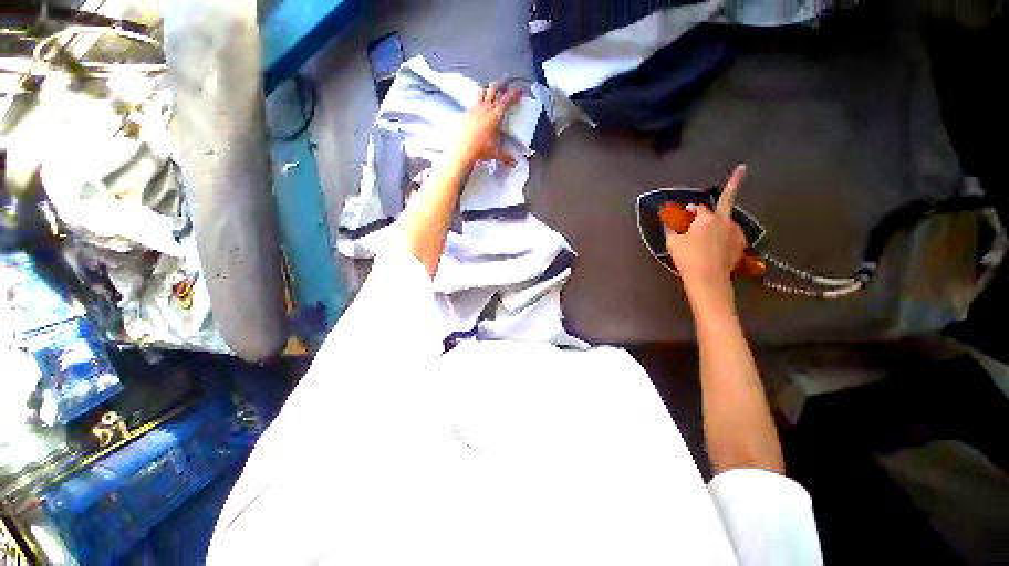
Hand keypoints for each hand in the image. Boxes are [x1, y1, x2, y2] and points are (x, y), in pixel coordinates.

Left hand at [454, 83, 519, 166]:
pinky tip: (477, 110)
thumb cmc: (481, 150)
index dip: (514, 94)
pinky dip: (477, 104)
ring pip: (481, 92)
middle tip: (506, 82)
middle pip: (493, 89)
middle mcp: (485, 109)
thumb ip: (506, 157)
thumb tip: (513, 163)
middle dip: (501, 84)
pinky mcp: (465, 114)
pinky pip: (472, 104)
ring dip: (487, 89)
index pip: (507, 100)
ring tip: (490, 90)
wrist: (462, 150)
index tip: (519, 91)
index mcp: (495, 115)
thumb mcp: (495, 153)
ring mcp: (474, 109)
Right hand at [666, 165, 747, 302]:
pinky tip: (720, 244)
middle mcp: (724, 221)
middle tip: (735, 185)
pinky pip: (733, 235)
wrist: (708, 276)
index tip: (688, 210)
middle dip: (731, 191)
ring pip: (728, 222)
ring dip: (720, 223)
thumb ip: (671, 231)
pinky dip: (727, 236)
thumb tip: (668, 225)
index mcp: (705, 218)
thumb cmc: (687, 257)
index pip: (700, 207)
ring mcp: (736, 232)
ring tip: (712, 232)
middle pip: (726, 203)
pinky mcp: (741, 245)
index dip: (693, 208)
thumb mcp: (672, 243)